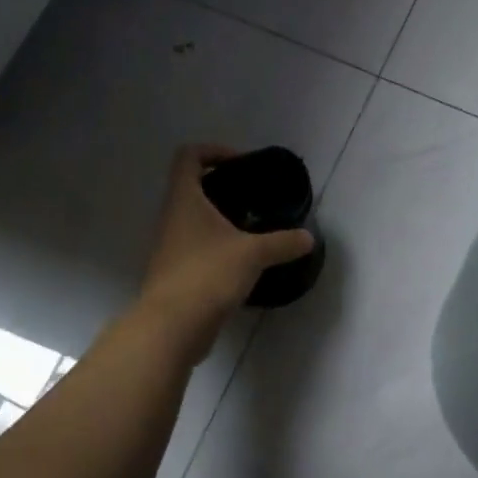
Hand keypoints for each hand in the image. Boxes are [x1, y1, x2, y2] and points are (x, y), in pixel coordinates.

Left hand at [136, 145, 315, 356]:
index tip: (240, 164)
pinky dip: (216, 248)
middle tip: (253, 198)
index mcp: (184, 200)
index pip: (188, 156)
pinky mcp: (174, 273)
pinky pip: (195, 248)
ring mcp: (169, 247)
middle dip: (221, 187)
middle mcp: (171, 218)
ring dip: (218, 220)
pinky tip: (241, 262)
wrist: (172, 327)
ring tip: (251, 230)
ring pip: (193, 220)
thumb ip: (282, 243)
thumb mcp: (253, 254)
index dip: (213, 150)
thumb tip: (307, 238)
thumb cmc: (208, 274)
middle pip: (190, 187)